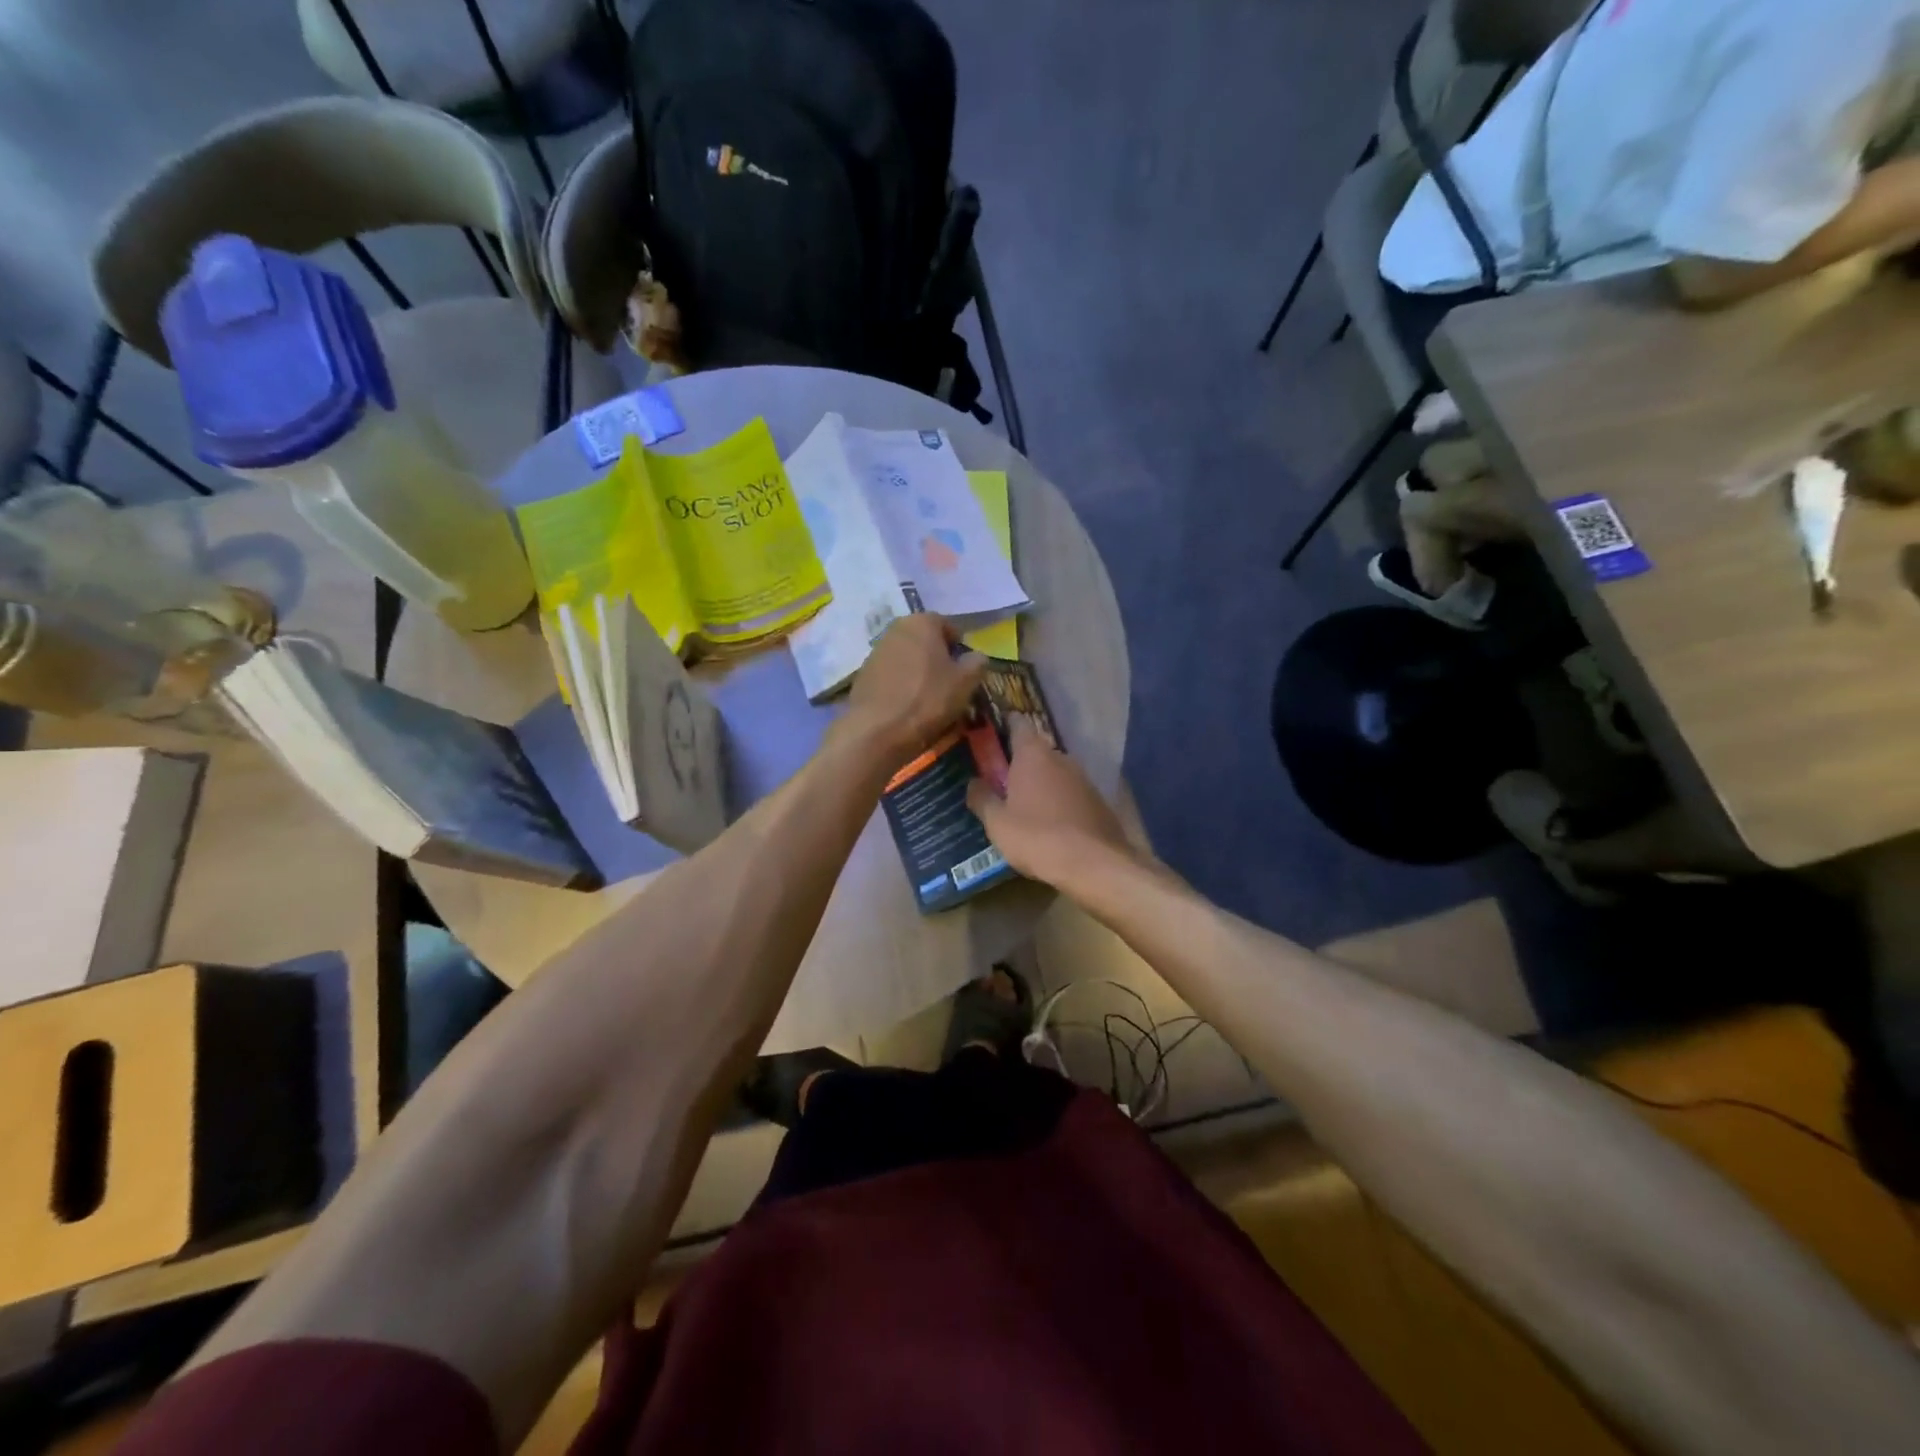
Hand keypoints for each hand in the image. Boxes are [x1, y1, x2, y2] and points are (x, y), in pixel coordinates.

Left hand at [843, 615, 984, 766]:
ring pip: (907, 658)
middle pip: (925, 641)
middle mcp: (895, 629)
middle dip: (938, 659)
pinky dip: (901, 685)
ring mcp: (875, 651)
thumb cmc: (928, 699)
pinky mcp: (863, 674)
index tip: (965, 670)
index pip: (948, 626)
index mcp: (921, 622)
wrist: (878, 731)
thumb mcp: (966, 682)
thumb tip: (977, 657)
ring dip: (919, 672)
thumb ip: (977, 662)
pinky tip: (906, 706)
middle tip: (949, 684)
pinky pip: (891, 675)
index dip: (960, 648)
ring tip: (928, 698)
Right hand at [967, 716, 1136, 885]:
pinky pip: (1071, 793)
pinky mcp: (1099, 801)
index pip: (1018, 724)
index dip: (1006, 725)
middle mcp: (1061, 758)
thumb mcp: (997, 823)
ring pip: (1056, 772)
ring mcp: (1084, 778)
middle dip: (1021, 762)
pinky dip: (1060, 801)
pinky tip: (1052, 823)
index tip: (993, 733)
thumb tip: (973, 783)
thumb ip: (982, 798)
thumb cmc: (1037, 837)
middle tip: (1003, 779)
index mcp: (1033, 755)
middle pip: (1037, 750)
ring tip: (1026, 804)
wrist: (1094, 864)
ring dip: (1042, 783)